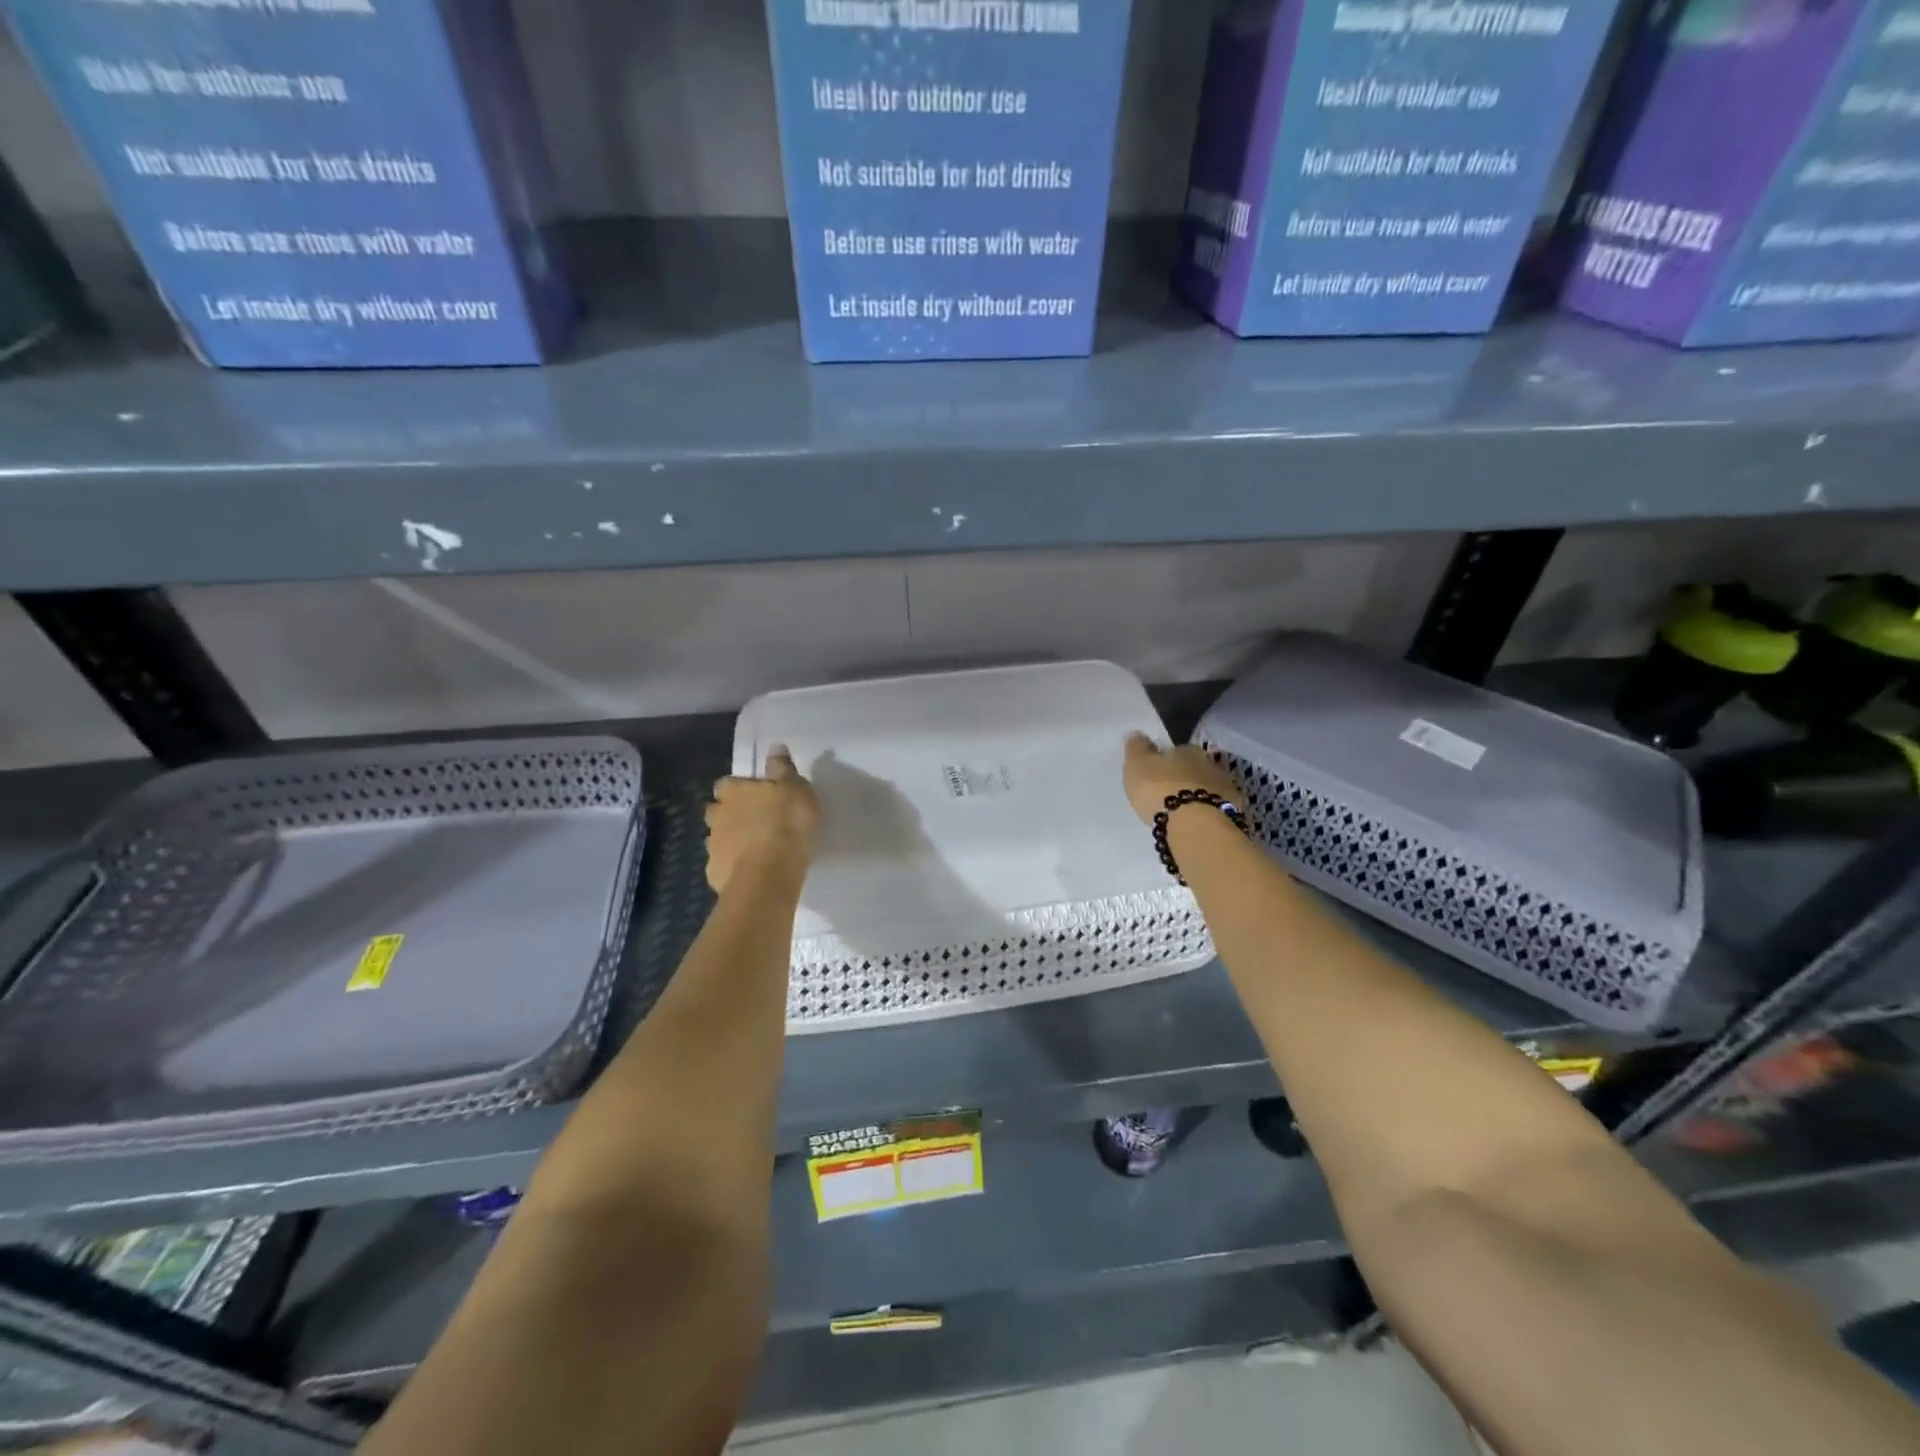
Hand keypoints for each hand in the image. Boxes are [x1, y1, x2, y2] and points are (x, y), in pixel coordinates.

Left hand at [705, 746, 820, 893]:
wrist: (768, 875)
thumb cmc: (786, 824)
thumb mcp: (795, 789)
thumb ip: (782, 769)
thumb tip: (775, 747)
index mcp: (734, 792)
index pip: (726, 783)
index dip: (738, 788)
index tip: (753, 794)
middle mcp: (717, 815)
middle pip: (716, 810)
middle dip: (729, 814)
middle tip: (753, 821)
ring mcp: (713, 846)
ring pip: (718, 838)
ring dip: (731, 840)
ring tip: (753, 849)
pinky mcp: (715, 874)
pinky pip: (722, 866)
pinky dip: (733, 866)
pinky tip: (749, 872)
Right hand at [1123, 733, 1244, 826]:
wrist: (1195, 826)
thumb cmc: (1161, 790)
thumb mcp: (1138, 765)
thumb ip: (1138, 748)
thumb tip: (1137, 733)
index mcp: (1188, 750)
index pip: (1178, 750)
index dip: (1167, 761)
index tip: (1158, 773)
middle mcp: (1211, 765)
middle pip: (1196, 769)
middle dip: (1185, 779)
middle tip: (1170, 794)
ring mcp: (1227, 790)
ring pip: (1209, 790)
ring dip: (1198, 797)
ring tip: (1183, 813)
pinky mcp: (1234, 815)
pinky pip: (1217, 811)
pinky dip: (1208, 815)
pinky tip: (1197, 826)